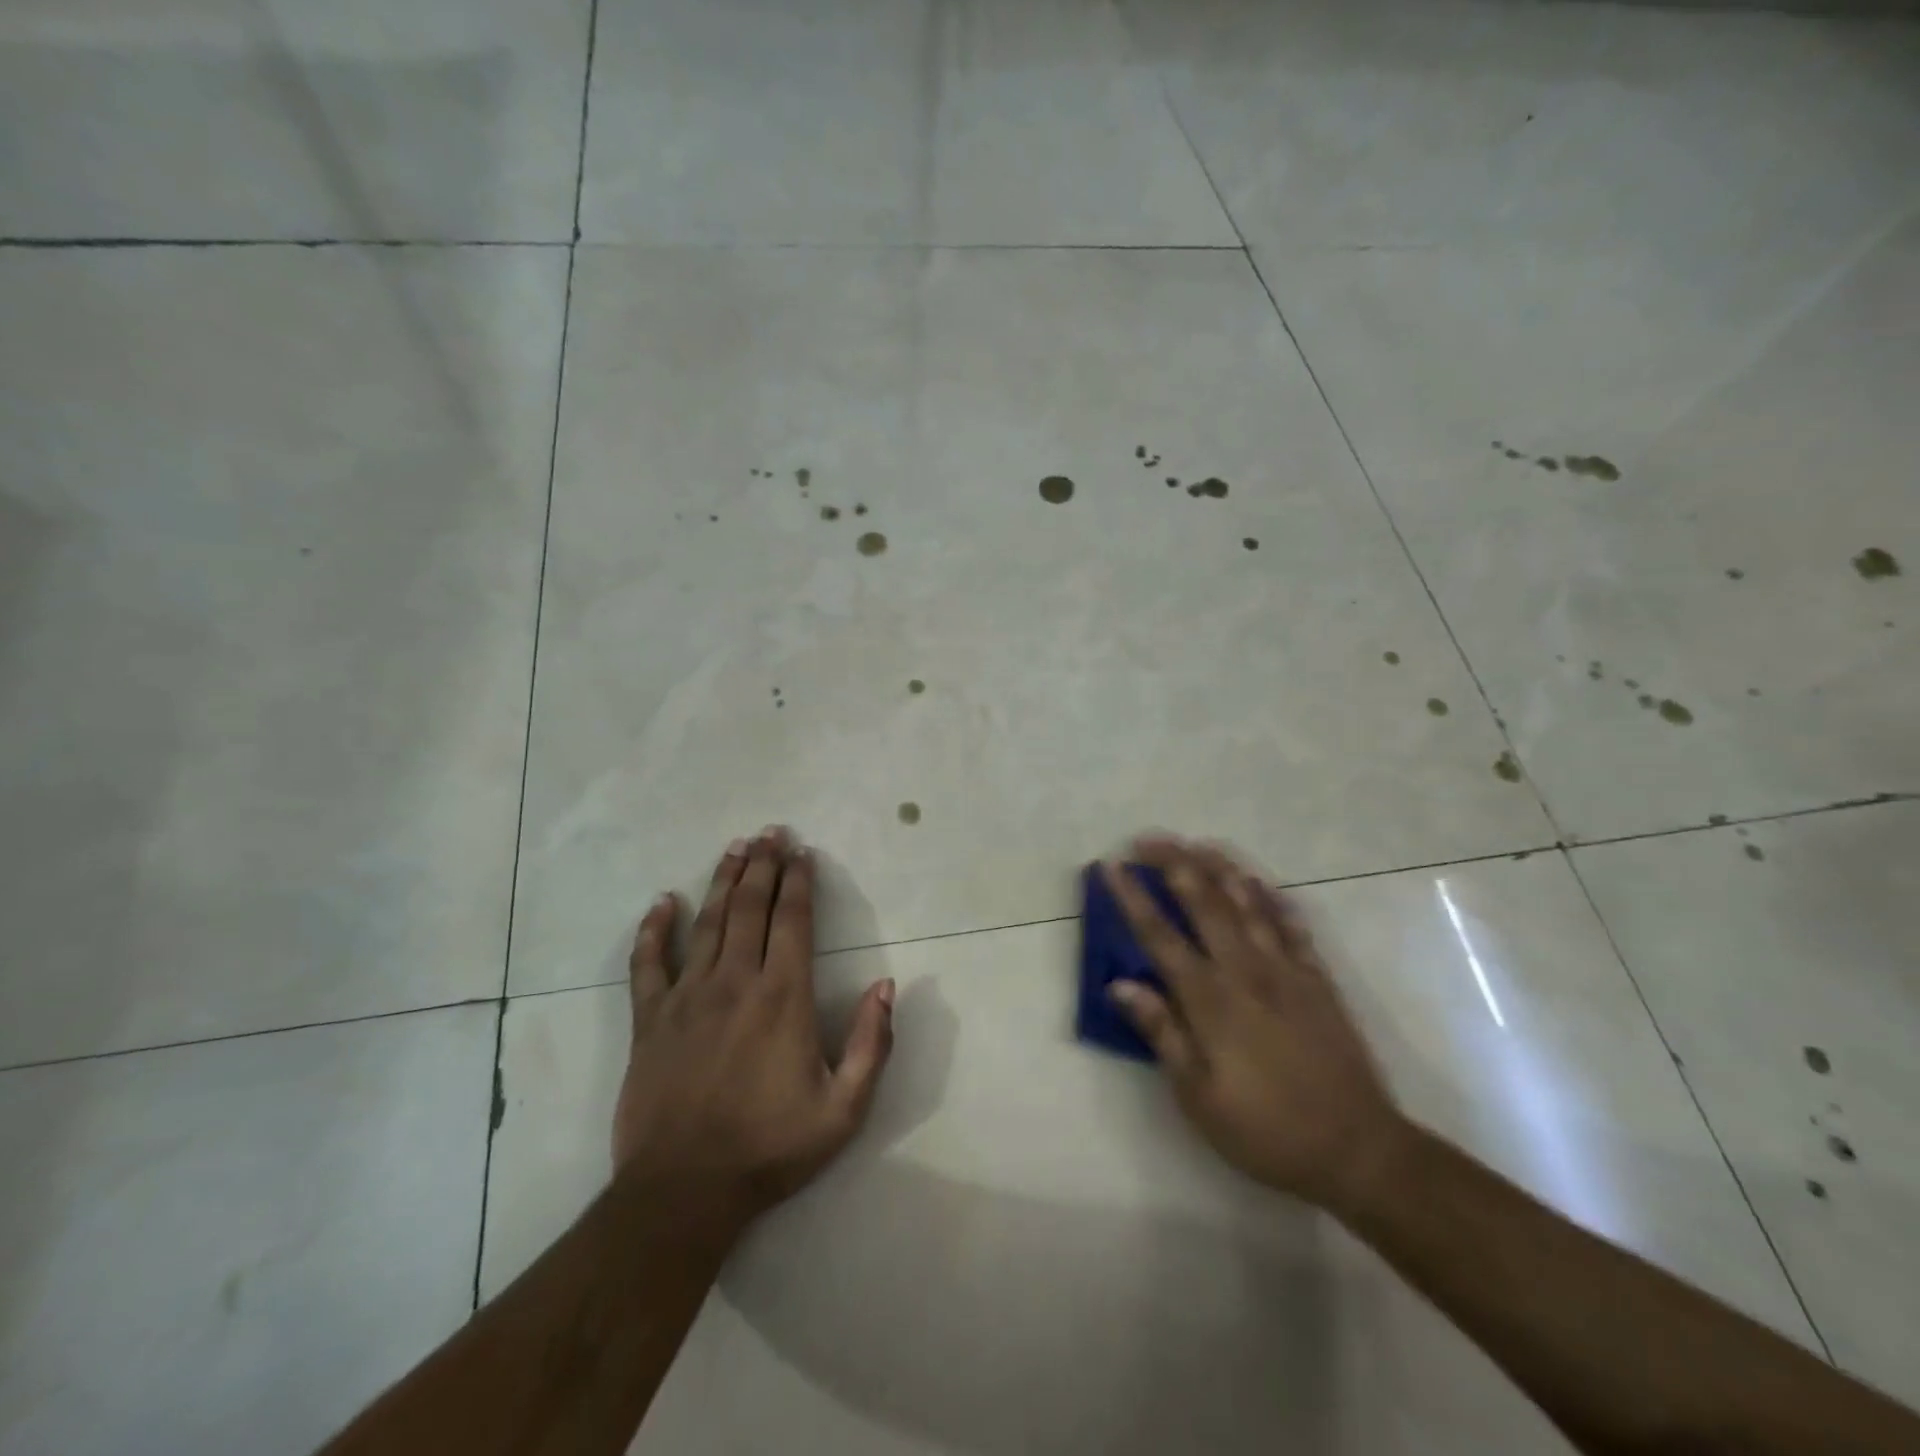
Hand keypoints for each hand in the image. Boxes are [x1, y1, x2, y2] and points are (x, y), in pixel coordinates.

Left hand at [612, 827, 895, 1221]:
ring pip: (707, 923)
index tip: (803, 853)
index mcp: (782, 998)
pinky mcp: (650, 1020)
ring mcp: (688, 998)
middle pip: (750, 908)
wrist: (683, 1193)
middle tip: (771, 832)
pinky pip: (648, 964)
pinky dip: (653, 929)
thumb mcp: (844, 1110)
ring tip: (735, 848)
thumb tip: (886, 985)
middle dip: (763, 865)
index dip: (799, 882)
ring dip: (723, 881)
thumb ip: (872, 1045)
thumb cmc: (769, 1149)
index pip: (793, 921)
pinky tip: (663, 902)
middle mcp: (735, 983)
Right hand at [1103, 836, 1406, 1213]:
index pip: (1160, 936)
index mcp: (1210, 1000)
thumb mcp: (1199, 1096)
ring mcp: (1286, 970)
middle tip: (1150, 838)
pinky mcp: (1317, 979)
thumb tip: (1120, 984)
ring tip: (1198, 844)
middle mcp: (1245, 971)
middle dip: (1174, 865)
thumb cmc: (1266, 1130)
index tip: (1112, 866)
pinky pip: (1293, 926)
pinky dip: (1273, 898)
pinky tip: (1259, 882)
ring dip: (1220, 868)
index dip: (1133, 898)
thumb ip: (1162, 1033)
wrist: (1357, 1149)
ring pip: (1248, 904)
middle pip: (1204, 904)